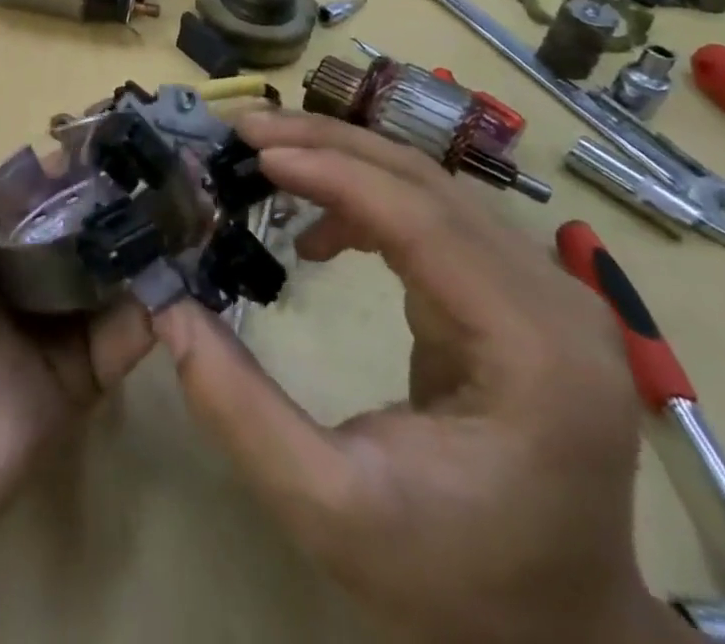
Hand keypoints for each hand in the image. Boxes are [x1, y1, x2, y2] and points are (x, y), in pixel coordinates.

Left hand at [0, 34, 154, 560]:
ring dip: (157, 243)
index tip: (140, 128)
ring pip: (115, 274)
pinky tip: (196, 269)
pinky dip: (163, 307)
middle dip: (133, 197)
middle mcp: (14, 272)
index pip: (44, 180)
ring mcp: (47, 329)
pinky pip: (128, 337)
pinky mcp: (76, 384)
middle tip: (191, 166)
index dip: (86, 155)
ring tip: (210, 205)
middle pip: (86, 224)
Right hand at [153, 111, 690, 643]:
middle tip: (246, 130)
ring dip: (344, 159)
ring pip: (432, 186)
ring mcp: (547, 293)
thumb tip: (168, 309)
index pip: (423, 220)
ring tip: (267, 156)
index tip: (253, 150)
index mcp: (534, 352)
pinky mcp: (522, 295)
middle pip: (429, 183)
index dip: (332, 171)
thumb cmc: (451, 582)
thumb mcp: (327, 509)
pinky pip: (436, 217)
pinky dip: (369, 201)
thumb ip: (240, 409)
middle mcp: (555, 303)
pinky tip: (321, 230)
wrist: (556, 631)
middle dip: (330, 144)